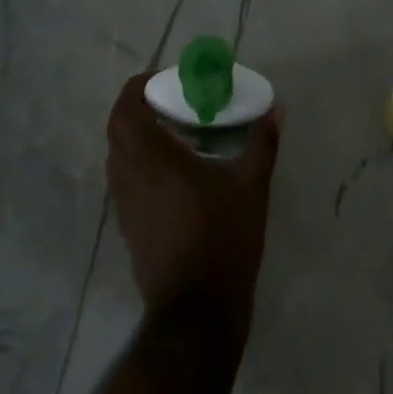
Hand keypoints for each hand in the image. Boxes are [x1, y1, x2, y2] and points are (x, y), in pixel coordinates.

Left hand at [106, 73, 282, 328]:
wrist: (197, 313)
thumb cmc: (223, 239)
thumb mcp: (252, 186)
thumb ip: (262, 143)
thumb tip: (276, 109)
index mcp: (155, 160)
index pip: (126, 111)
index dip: (137, 88)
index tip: (162, 80)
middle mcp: (132, 178)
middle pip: (116, 131)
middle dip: (135, 109)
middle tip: (168, 102)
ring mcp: (126, 207)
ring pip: (116, 157)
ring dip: (135, 137)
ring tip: (171, 133)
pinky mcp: (129, 229)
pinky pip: (123, 181)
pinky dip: (138, 164)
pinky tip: (171, 172)